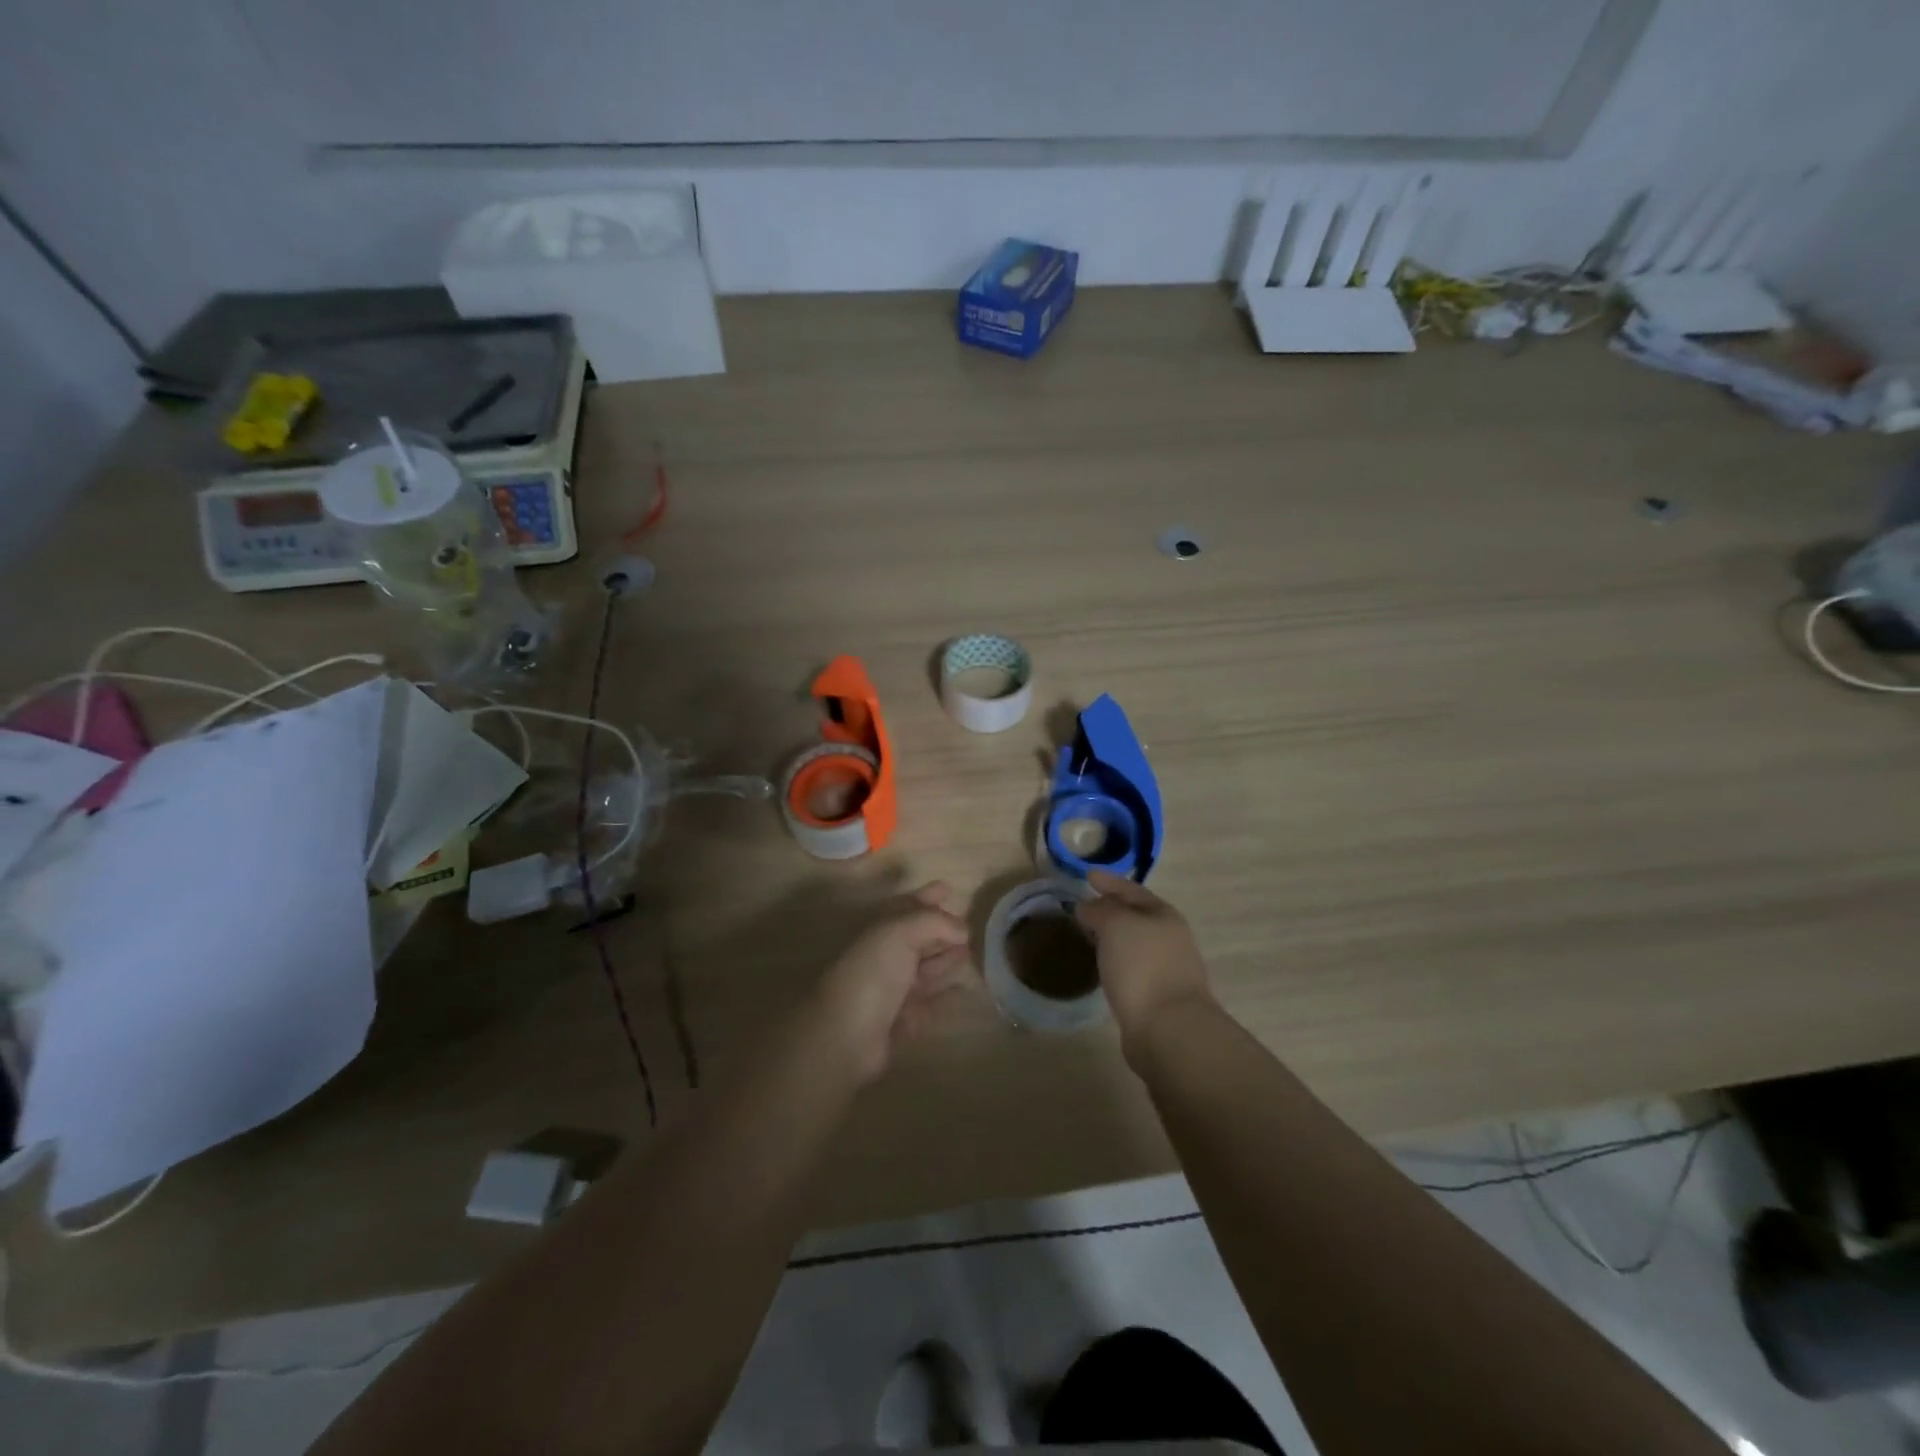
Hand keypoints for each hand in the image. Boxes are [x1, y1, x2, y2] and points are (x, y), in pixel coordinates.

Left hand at [813, 883, 971, 1084]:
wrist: (846, 1035)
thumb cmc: (872, 973)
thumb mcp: (900, 932)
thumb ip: (933, 922)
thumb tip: (962, 928)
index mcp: (879, 931)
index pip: (905, 907)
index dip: (925, 897)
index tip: (948, 889)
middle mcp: (884, 958)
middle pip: (917, 938)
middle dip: (941, 930)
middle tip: (969, 926)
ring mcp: (891, 991)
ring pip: (924, 970)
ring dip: (946, 960)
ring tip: (970, 952)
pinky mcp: (901, 1022)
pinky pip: (929, 1004)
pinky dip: (946, 996)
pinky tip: (964, 990)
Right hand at [1076, 870, 1214, 1055]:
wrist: (1168, 1029)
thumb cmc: (1142, 967)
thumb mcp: (1116, 925)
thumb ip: (1099, 910)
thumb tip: (1087, 907)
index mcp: (1164, 916)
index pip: (1132, 890)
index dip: (1109, 881)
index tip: (1086, 876)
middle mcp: (1170, 939)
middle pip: (1136, 916)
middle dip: (1111, 909)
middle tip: (1083, 906)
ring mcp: (1167, 969)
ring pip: (1134, 943)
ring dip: (1112, 937)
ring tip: (1088, 935)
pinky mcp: (1158, 997)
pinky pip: (1132, 968)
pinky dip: (1116, 961)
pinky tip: (1102, 967)